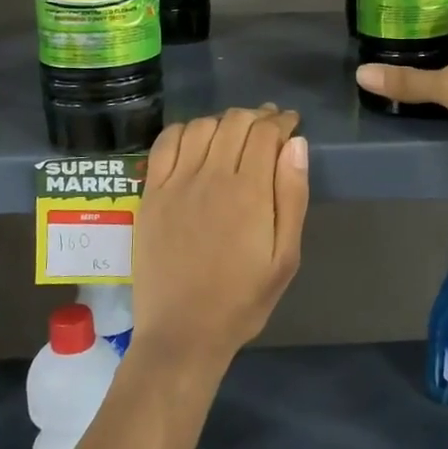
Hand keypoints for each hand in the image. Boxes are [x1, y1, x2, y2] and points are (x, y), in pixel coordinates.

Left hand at [131, 104, 308, 374]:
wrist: (183, 332)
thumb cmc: (242, 299)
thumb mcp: (285, 257)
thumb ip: (292, 196)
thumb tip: (296, 144)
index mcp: (249, 192)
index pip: (266, 132)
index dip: (281, 121)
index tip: (291, 123)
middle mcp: (211, 176)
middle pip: (235, 122)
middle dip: (257, 116)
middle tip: (269, 125)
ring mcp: (176, 183)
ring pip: (202, 127)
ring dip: (223, 121)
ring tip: (236, 132)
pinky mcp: (151, 194)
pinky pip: (165, 144)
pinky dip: (185, 130)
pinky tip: (196, 139)